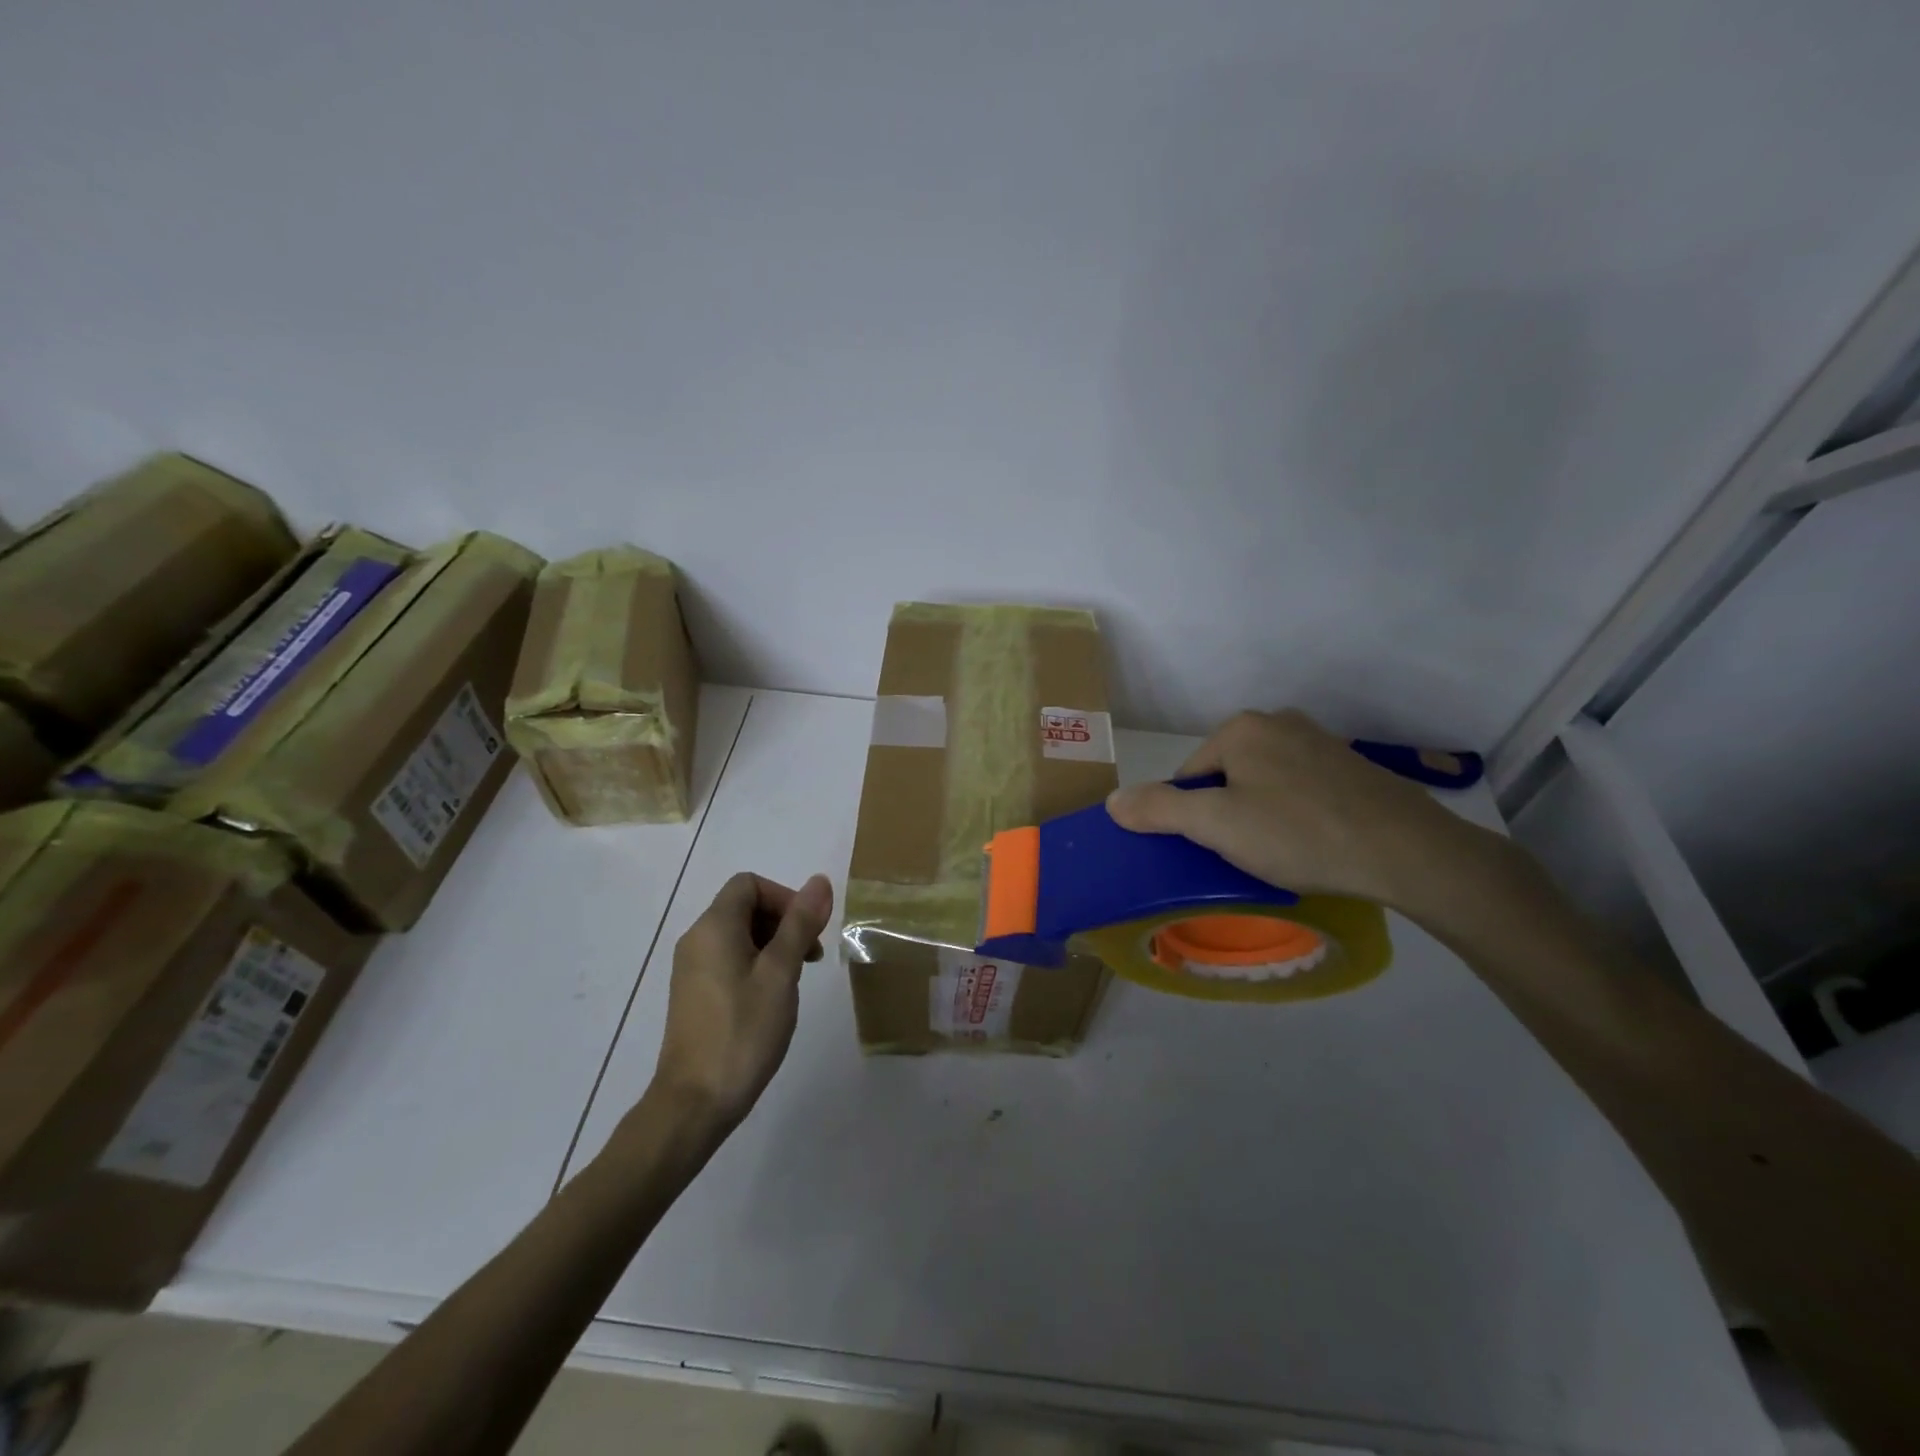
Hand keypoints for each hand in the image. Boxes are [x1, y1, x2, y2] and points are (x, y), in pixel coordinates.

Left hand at [650, 872, 834, 1131]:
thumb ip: (799, 924)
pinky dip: (755, 965)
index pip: (749, 884)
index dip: (784, 897)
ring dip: (773, 945)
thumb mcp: (781, 973)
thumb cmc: (743, 1031)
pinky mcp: (694, 994)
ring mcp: (691, 969)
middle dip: (783, 922)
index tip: (807, 930)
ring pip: (738, 935)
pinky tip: (772, 999)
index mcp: (714, 927)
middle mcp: (696, 940)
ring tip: (794, 980)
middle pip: (744, 907)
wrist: (695, 1102)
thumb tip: (818, 881)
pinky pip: (728, 960)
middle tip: (810, 957)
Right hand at [1105, 709, 1474, 910]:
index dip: (1194, 817)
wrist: (1408, 851)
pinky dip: (1297, 815)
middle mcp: (1279, 722)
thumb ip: (1159, 810)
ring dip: (1261, 816)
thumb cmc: (1299, 833)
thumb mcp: (1216, 826)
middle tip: (1248, 853)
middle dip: (1229, 815)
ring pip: (1264, 784)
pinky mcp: (1351, 766)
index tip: (1217, 849)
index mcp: (1241, 728)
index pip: (1190, 776)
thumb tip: (1113, 801)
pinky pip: (1301, 790)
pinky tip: (1313, 843)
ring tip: (1282, 853)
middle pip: (1226, 777)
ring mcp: (1320, 742)